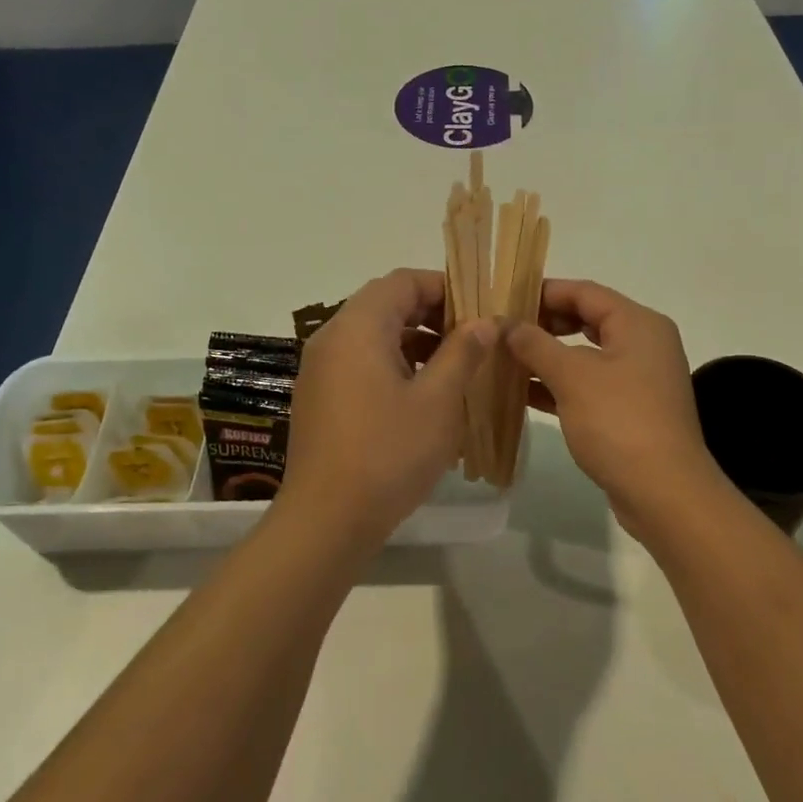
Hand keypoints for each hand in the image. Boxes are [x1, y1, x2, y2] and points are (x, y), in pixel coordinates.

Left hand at [278, 269, 495, 547]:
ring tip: (454, 367)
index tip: (479, 308)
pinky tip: (422, 395)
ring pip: (373, 335)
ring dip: (414, 341)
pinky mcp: (319, 397)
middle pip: (385, 304)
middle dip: (432, 314)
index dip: (443, 286)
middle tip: (472, 338)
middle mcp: (332, 338)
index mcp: (358, 328)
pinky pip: (360, 362)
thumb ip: (462, 352)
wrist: (326, 520)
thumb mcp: (438, 401)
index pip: (402, 281)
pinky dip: (392, 364)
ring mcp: (320, 369)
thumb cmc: (388, 453)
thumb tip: (483, 322)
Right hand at [506, 279, 722, 543]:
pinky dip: (559, 384)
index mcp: (637, 323)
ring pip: (585, 354)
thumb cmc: (619, 422)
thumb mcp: (572, 376)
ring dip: (546, 356)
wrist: (665, 494)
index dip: (543, 292)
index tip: (504, 299)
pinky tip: (523, 392)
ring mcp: (638, 379)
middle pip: (586, 319)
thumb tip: (506, 324)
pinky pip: (589, 384)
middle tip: (502, 329)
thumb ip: (535, 344)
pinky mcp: (630, 410)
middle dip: (543, 324)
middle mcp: (643, 344)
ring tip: (504, 358)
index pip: (584, 292)